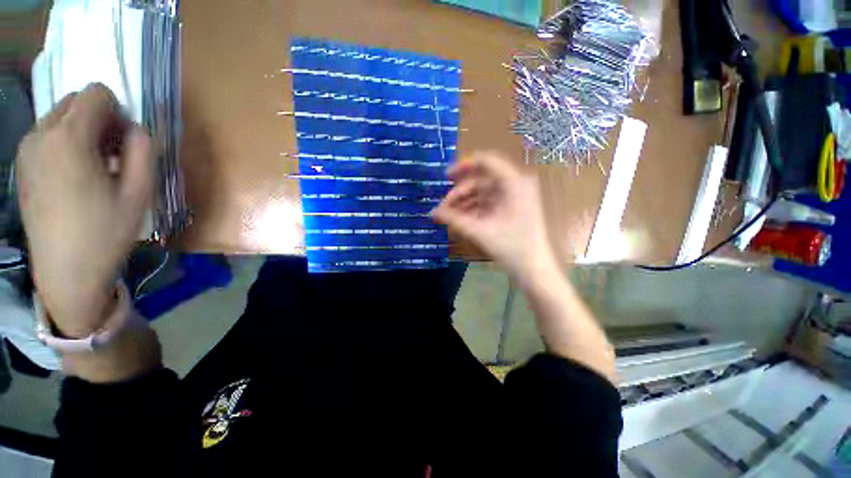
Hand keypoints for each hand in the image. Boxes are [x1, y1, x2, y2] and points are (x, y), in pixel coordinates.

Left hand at [17, 83, 153, 337]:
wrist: (66, 270)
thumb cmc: (106, 231)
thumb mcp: (139, 192)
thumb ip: (143, 152)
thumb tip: (136, 130)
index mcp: (69, 138)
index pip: (96, 94)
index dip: (118, 111)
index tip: (126, 141)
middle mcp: (42, 134)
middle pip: (75, 101)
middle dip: (99, 118)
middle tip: (114, 153)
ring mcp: (27, 149)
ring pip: (59, 117)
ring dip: (82, 131)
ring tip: (95, 167)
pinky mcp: (22, 165)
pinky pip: (47, 135)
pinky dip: (65, 142)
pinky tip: (75, 174)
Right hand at [432, 152, 556, 278]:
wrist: (534, 268)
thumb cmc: (512, 249)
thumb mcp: (480, 232)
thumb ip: (454, 220)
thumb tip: (432, 212)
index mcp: (514, 183)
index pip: (485, 161)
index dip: (463, 166)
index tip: (446, 177)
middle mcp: (515, 184)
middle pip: (481, 179)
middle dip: (460, 193)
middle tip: (443, 208)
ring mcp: (514, 196)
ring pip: (482, 192)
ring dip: (464, 203)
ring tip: (448, 217)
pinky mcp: (510, 207)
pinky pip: (487, 202)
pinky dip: (473, 209)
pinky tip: (460, 220)